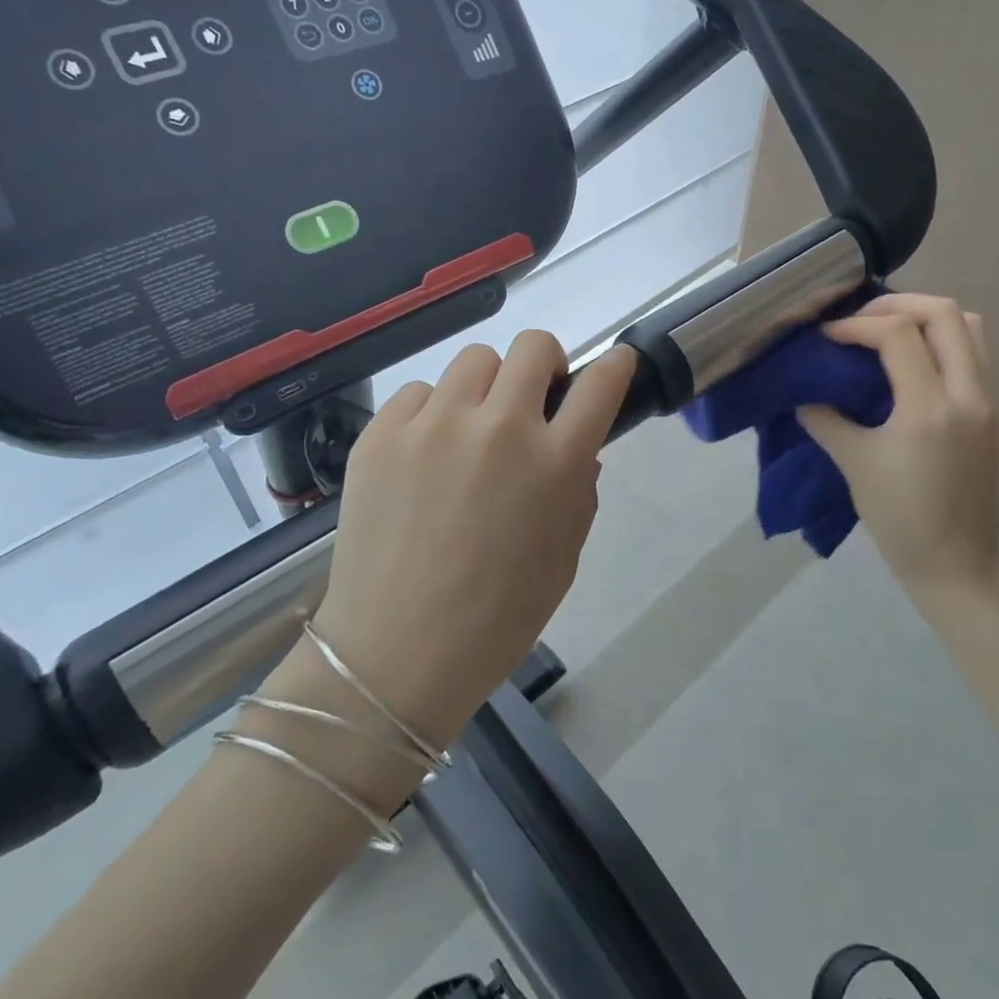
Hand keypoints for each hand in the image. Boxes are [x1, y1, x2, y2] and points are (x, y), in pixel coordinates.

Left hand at [278, 332, 636, 747]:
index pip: (601, 383)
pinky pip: (418, 393)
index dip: (615, 364)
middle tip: (535, 400)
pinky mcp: (382, 433)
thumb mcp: (564, 557)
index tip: (615, 363)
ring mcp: (434, 425)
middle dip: (546, 363)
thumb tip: (574, 447)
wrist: (397, 653)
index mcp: (555, 463)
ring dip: (487, 386)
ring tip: (472, 429)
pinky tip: (424, 455)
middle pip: (534, 346)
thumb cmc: (497, 617)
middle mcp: (499, 428)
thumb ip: (578, 490)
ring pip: (475, 360)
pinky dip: (432, 414)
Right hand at [798, 294, 998, 600]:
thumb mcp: (853, 463)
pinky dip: (941, 340)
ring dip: (925, 318)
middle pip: (945, 313)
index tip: (825, 338)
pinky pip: (973, 353)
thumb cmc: (898, 517)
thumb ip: (825, 419)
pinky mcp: (992, 413)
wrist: (954, 563)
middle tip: (859, 322)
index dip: (855, 325)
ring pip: (969, 327)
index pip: (898, 334)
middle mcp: (968, 394)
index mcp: (930, 408)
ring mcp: (987, 402)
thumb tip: (803, 393)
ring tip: (885, 333)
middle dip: (896, 305)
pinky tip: (908, 362)